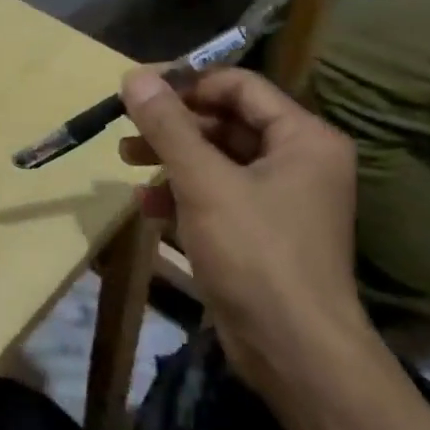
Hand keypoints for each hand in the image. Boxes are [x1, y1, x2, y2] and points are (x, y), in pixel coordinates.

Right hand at [118, 68, 368, 386]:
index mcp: (303, 137)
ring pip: (218, 159)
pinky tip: (148, 203)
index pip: (239, 86)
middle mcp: (299, 160)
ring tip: (126, 158)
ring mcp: (282, 198)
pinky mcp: (262, 232)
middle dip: (174, 125)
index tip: (140, 88)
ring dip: (172, 157)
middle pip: (226, 121)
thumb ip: (168, 126)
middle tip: (127, 127)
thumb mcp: (204, 182)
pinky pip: (219, 195)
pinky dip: (184, 193)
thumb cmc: (255, 253)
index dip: (188, 82)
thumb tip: (134, 75)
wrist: (295, 354)